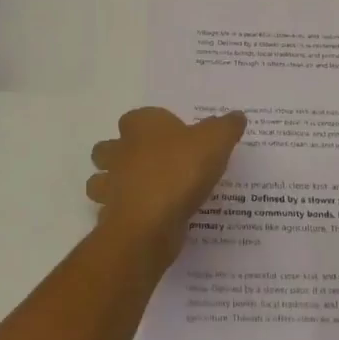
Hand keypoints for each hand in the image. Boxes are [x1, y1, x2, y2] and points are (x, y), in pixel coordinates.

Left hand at [87, 107, 246, 269]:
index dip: (151, 125)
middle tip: (151, 164)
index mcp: (141, 126)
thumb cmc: (180, 171)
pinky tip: (148, 220)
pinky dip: (125, 214)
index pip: (137, 117)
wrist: (151, 223)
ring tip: (144, 193)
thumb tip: (237, 116)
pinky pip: (113, 212)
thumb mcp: (215, 141)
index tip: (172, 136)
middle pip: (109, 147)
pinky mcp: (112, 217)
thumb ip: (226, 127)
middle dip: (121, 153)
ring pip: (101, 180)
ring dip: (115, 185)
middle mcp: (119, 151)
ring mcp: (111, 186)